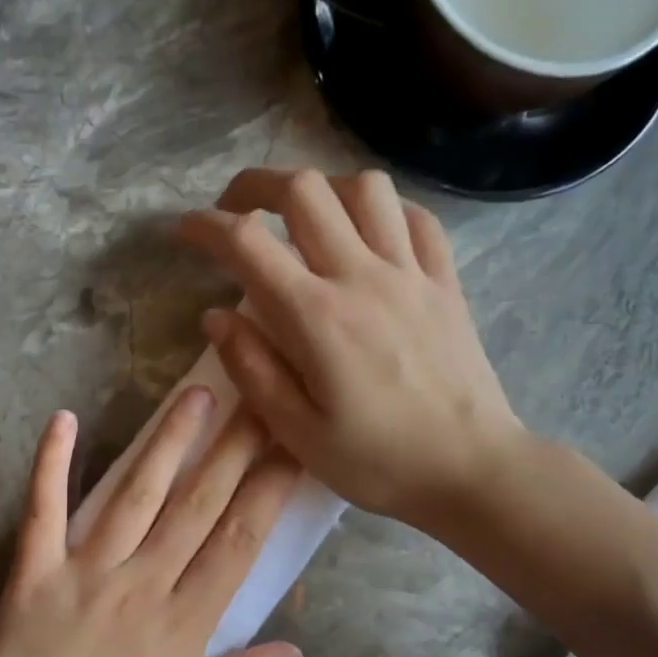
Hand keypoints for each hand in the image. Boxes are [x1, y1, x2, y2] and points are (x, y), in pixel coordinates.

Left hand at [0, 392, 303, 656]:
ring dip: (167, 441)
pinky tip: (64, 419)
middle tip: (258, 399)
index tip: (292, 449)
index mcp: (183, 627)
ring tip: (195, 395)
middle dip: (233, 448)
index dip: (269, 491)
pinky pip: (43, 509)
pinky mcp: (32, 574)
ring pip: (135, 495)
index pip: (239, 543)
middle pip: (197, 505)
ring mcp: (83, 573)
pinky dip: (51, 462)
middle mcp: (141, 585)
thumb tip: (293, 647)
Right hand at [178, 168, 524, 530]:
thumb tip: (215, 316)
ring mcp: (411, 274)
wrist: (472, 471)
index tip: (184, 232)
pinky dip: (383, 210)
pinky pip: (416, 218)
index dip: (206, 227)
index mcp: (317, 317)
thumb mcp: (298, 433)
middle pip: (304, 190)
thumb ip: (252, 369)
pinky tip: (368, 233)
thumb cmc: (379, 462)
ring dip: (322, 189)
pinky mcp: (445, 283)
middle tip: (235, 211)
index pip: (248, 244)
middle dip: (256, 185)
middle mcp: (363, 277)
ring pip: (365, 187)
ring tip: (303, 219)